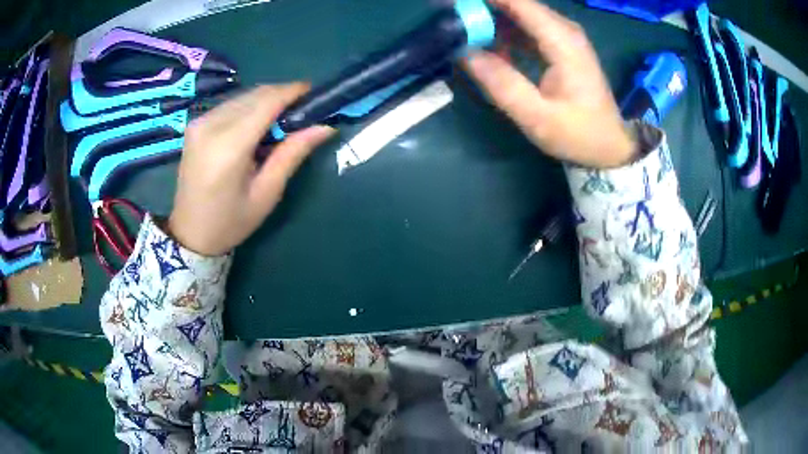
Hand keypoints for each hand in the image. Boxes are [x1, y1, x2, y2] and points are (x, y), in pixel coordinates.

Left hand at [168, 84, 333, 255]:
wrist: (189, 234)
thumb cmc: (230, 222)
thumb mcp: (267, 193)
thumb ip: (292, 153)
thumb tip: (325, 126)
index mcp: (228, 147)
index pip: (267, 102)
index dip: (293, 92)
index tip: (315, 93)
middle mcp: (211, 126)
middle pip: (256, 94)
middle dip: (283, 95)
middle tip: (304, 110)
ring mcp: (200, 122)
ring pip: (243, 96)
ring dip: (267, 100)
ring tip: (283, 119)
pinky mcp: (195, 124)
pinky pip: (230, 104)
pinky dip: (250, 107)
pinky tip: (258, 124)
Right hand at [464, 0, 635, 167]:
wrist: (609, 145)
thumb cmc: (579, 134)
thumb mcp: (538, 117)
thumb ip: (502, 83)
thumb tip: (464, 52)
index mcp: (562, 41)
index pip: (518, 2)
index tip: (451, 2)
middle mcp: (564, 29)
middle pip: (517, 3)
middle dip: (484, 6)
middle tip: (451, 16)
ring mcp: (563, 35)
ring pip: (520, 13)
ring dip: (491, 18)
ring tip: (463, 30)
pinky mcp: (560, 45)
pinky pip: (526, 27)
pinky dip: (504, 30)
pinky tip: (487, 45)